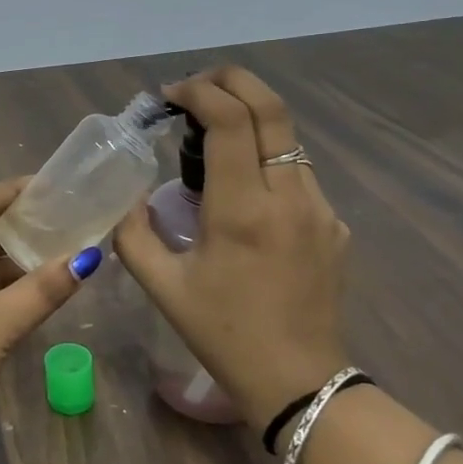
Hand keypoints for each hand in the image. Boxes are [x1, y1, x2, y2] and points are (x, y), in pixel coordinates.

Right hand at [113, 66, 351, 429]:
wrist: (300, 383)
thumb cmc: (223, 334)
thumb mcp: (163, 287)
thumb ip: (133, 233)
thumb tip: (127, 196)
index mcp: (243, 209)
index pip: (229, 120)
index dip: (197, 93)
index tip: (169, 97)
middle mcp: (290, 196)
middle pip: (271, 107)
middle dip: (230, 81)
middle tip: (194, 88)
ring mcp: (321, 208)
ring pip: (287, 137)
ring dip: (249, 120)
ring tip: (211, 137)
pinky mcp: (335, 224)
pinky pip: (298, 173)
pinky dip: (266, 159)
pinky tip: (243, 189)